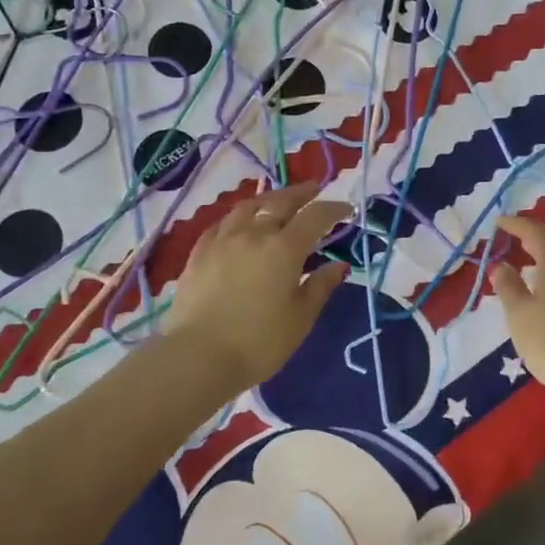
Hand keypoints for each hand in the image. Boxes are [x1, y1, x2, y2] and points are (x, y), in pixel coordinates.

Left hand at [166, 181, 351, 393]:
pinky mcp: (199, 253)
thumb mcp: (300, 318)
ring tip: (277, 200)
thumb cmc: (259, 342)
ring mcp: (223, 240)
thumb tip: (339, 265)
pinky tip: (239, 223)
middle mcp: (254, 234)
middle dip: (302, 193)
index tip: (347, 209)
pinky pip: (222, 223)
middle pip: (281, 202)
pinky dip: (238, 217)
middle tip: (315, 188)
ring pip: (249, 207)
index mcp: (285, 248)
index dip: (334, 209)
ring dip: (268, 199)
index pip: (315, 216)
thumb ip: (320, 286)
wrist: (198, 356)